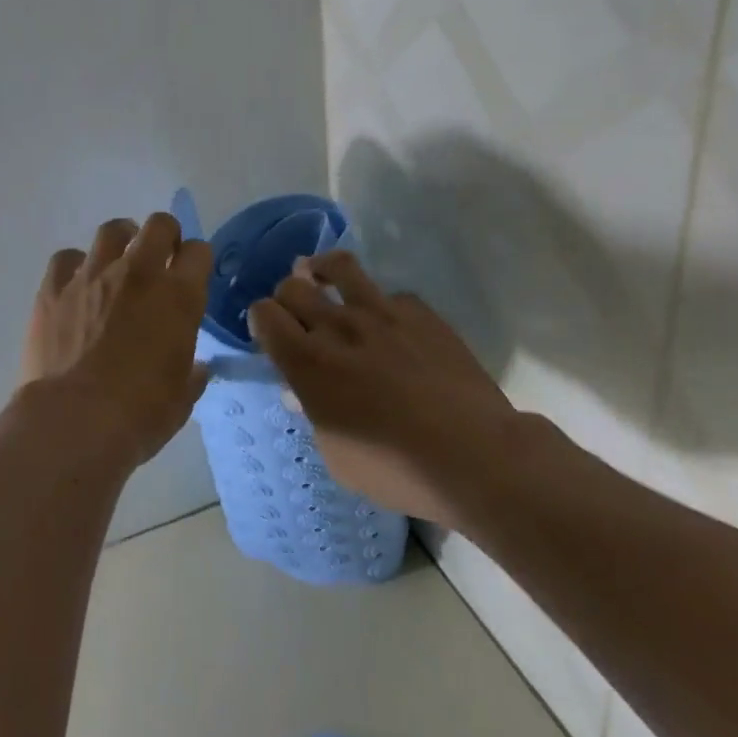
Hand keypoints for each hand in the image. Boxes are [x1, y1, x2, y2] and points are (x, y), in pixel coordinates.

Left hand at [16, 212, 213, 468]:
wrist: (73, 420)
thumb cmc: (139, 415)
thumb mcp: (181, 398)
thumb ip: (192, 374)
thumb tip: (197, 367)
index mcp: (178, 296)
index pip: (199, 252)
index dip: (197, 260)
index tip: (191, 275)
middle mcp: (138, 273)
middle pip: (159, 225)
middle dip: (164, 236)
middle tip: (159, 258)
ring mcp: (92, 274)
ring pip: (112, 230)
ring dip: (121, 241)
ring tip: (118, 262)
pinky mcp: (54, 286)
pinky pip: (66, 258)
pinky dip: (75, 267)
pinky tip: (76, 287)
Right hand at [249, 250, 522, 531]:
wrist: (476, 456)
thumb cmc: (396, 470)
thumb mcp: (337, 456)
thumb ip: (315, 414)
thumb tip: (303, 392)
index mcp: (307, 363)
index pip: (264, 314)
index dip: (261, 320)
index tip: (270, 334)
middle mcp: (337, 327)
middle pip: (292, 286)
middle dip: (286, 297)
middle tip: (297, 315)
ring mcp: (381, 313)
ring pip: (338, 266)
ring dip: (322, 270)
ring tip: (322, 278)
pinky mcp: (421, 312)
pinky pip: (391, 295)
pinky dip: (382, 305)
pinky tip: (390, 325)